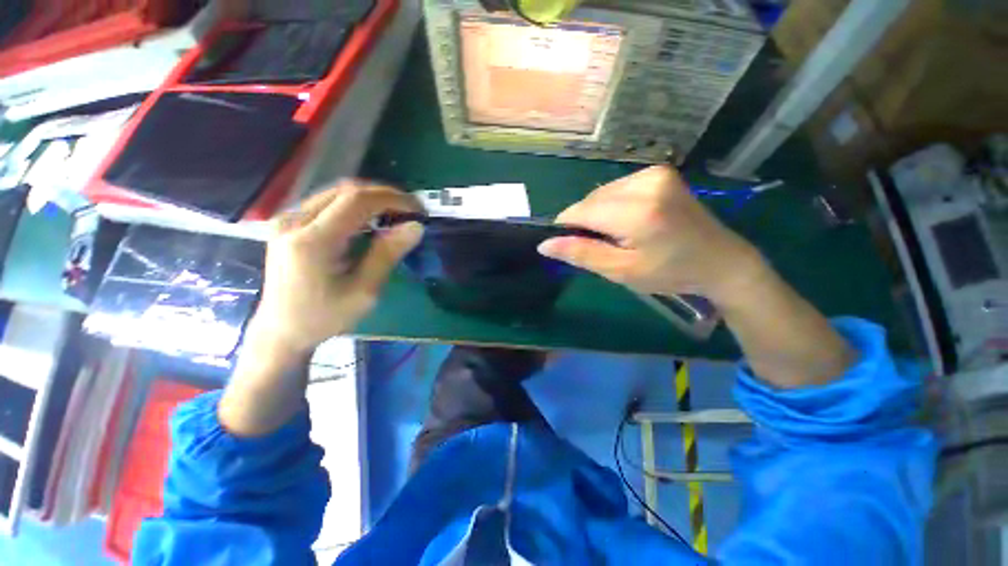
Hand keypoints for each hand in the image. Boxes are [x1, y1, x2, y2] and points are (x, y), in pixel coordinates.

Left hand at [250, 181, 423, 354]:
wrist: (282, 331)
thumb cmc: (325, 318)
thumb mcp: (364, 292)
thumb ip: (387, 255)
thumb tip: (415, 227)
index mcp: (312, 241)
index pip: (357, 201)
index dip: (392, 199)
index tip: (418, 210)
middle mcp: (294, 221)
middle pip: (346, 190)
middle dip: (384, 195)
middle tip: (411, 211)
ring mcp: (287, 219)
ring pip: (337, 193)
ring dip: (371, 199)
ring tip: (396, 214)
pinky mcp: (288, 224)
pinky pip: (327, 202)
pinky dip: (355, 206)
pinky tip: (371, 220)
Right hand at [541, 166, 853, 386]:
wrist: (720, 260)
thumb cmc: (670, 272)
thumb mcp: (621, 270)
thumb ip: (581, 254)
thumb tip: (544, 245)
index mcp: (637, 211)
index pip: (580, 211)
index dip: (567, 228)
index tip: (573, 246)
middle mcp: (645, 182)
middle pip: (590, 200)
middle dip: (587, 222)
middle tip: (606, 245)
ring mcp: (654, 173)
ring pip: (601, 193)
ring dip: (600, 214)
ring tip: (621, 234)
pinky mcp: (659, 172)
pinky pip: (617, 188)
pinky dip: (613, 205)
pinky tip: (630, 220)